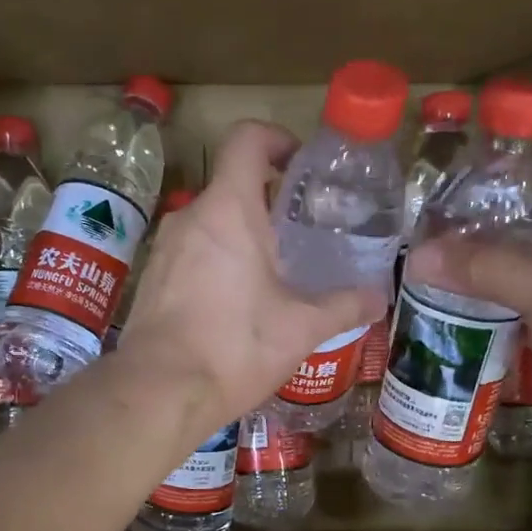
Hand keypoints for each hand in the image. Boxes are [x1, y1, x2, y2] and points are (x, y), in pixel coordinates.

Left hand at [119, 121, 386, 438]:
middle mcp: (191, 216)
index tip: (300, 164)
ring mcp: (164, 248)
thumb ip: (344, 306)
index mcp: (229, 209)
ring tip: (274, 271)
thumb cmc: (235, 347)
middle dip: (268, 200)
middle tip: (301, 231)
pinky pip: (191, 252)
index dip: (276, 138)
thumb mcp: (301, 328)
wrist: (159, 391)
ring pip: (210, 222)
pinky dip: (217, 260)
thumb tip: (380, 297)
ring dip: (242, 234)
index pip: (247, 139)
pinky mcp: (151, 278)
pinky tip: (236, 302)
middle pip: (231, 184)